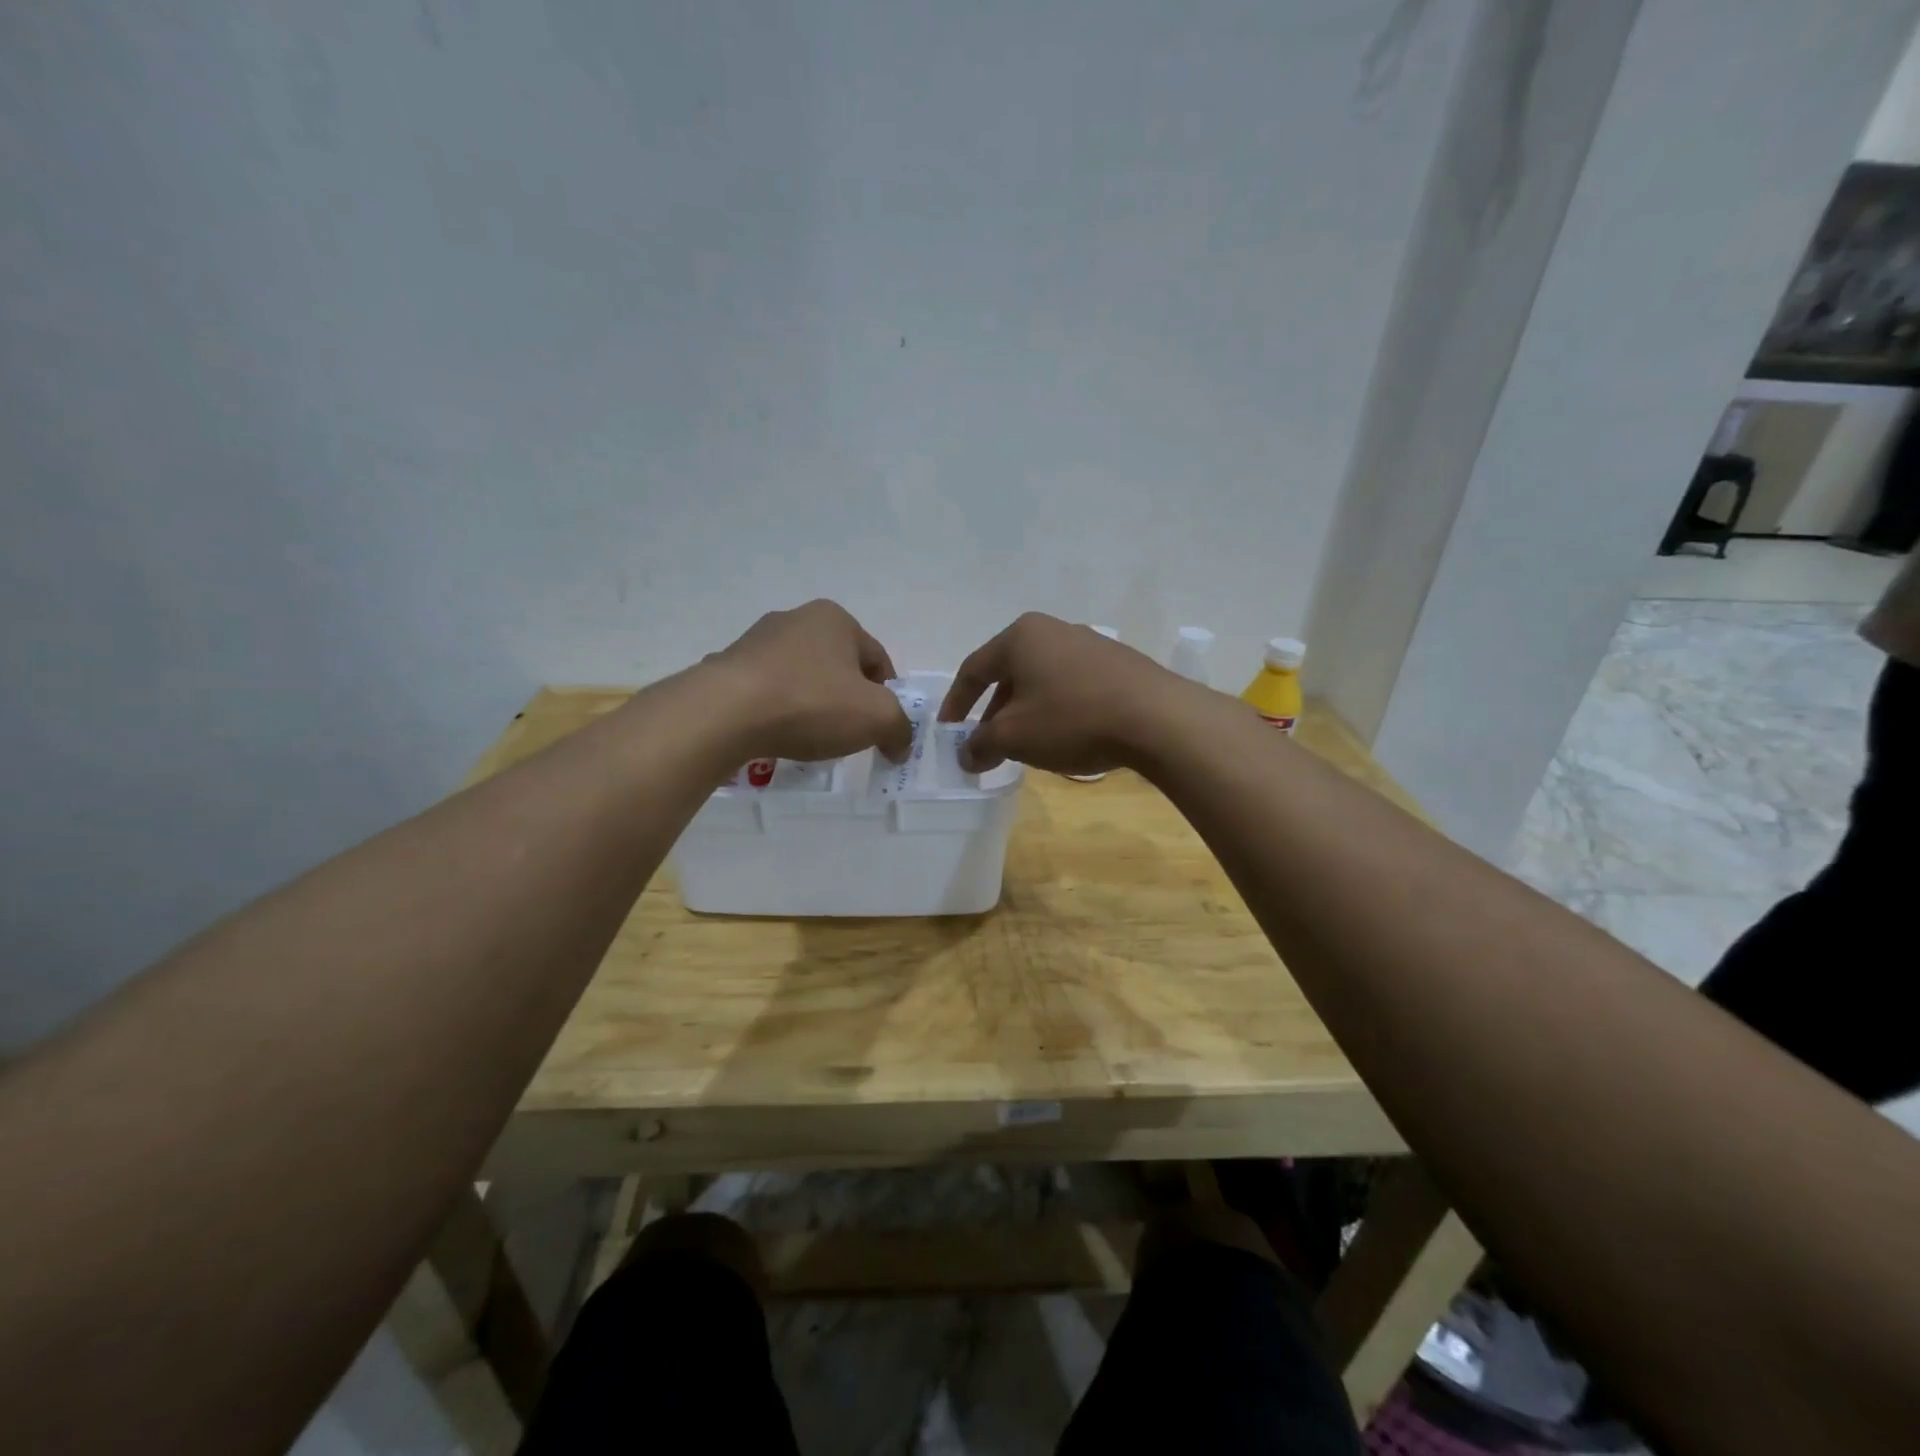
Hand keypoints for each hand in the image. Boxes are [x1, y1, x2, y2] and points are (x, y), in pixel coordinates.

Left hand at [706, 600, 914, 763]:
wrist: (725, 713)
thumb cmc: (812, 704)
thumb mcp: (877, 718)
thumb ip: (899, 728)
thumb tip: (900, 743)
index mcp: (835, 619)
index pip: (877, 659)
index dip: (887, 696)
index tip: (882, 728)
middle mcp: (795, 619)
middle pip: (838, 666)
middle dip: (848, 699)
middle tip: (848, 733)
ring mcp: (756, 641)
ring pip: (801, 677)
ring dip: (812, 704)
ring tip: (810, 738)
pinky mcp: (728, 667)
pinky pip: (767, 691)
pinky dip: (778, 711)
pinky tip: (776, 734)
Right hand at [938, 612, 1196, 775]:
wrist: (1157, 719)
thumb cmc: (1072, 719)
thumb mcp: (1015, 737)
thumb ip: (981, 744)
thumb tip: (966, 755)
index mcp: (1021, 637)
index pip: (974, 669)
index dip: (956, 703)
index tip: (949, 732)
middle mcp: (1053, 630)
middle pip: (1010, 672)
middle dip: (994, 711)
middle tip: (987, 743)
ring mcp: (1090, 644)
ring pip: (1042, 680)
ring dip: (1026, 712)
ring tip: (1025, 744)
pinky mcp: (1118, 664)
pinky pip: (1072, 685)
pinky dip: (1057, 709)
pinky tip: (1065, 736)